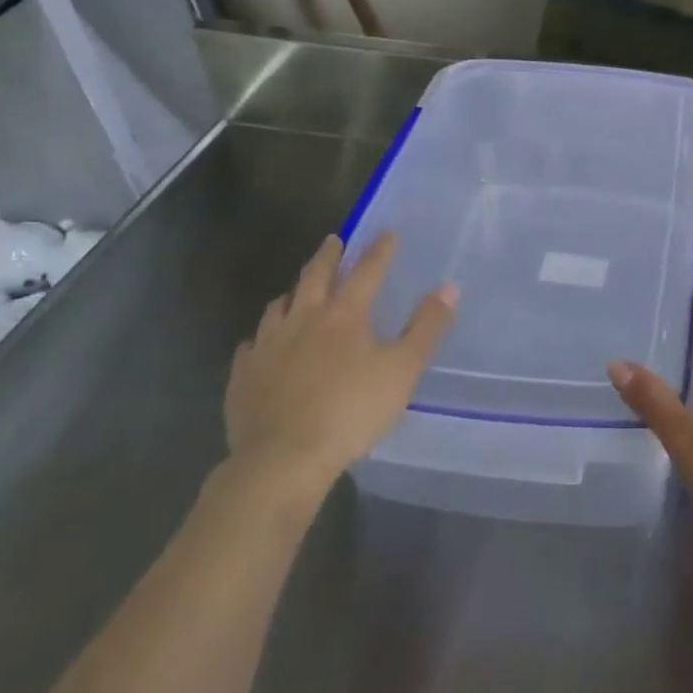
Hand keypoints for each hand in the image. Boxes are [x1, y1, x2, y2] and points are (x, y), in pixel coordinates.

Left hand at [225, 232, 456, 505]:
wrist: (282, 460)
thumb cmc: (351, 411)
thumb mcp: (403, 369)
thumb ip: (426, 327)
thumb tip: (449, 287)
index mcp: (344, 314)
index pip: (366, 270)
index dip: (379, 250)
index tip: (388, 232)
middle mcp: (302, 319)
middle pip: (315, 277)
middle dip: (328, 256)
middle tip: (333, 241)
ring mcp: (267, 346)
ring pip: (278, 307)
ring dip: (292, 294)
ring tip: (297, 291)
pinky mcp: (243, 377)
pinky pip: (250, 347)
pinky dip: (261, 339)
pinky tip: (262, 346)